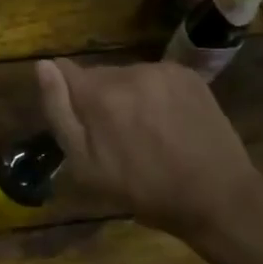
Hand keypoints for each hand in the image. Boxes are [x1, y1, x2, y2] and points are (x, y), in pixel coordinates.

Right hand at [36, 57, 262, 239]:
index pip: (65, 70)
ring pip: (128, 76)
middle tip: (117, 138)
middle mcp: (129, 71)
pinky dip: (155, 94)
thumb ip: (60, 112)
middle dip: (100, 99)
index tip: (80, 120)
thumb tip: (43, 65)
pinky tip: (169, 122)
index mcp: (100, 95)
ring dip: (128, 96)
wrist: (219, 198)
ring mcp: (162, 70)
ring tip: (147, 132)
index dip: (67, 94)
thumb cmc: (145, 191)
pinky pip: (156, 77)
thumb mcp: (88, 167)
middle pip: (99, 76)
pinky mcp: (187, 74)